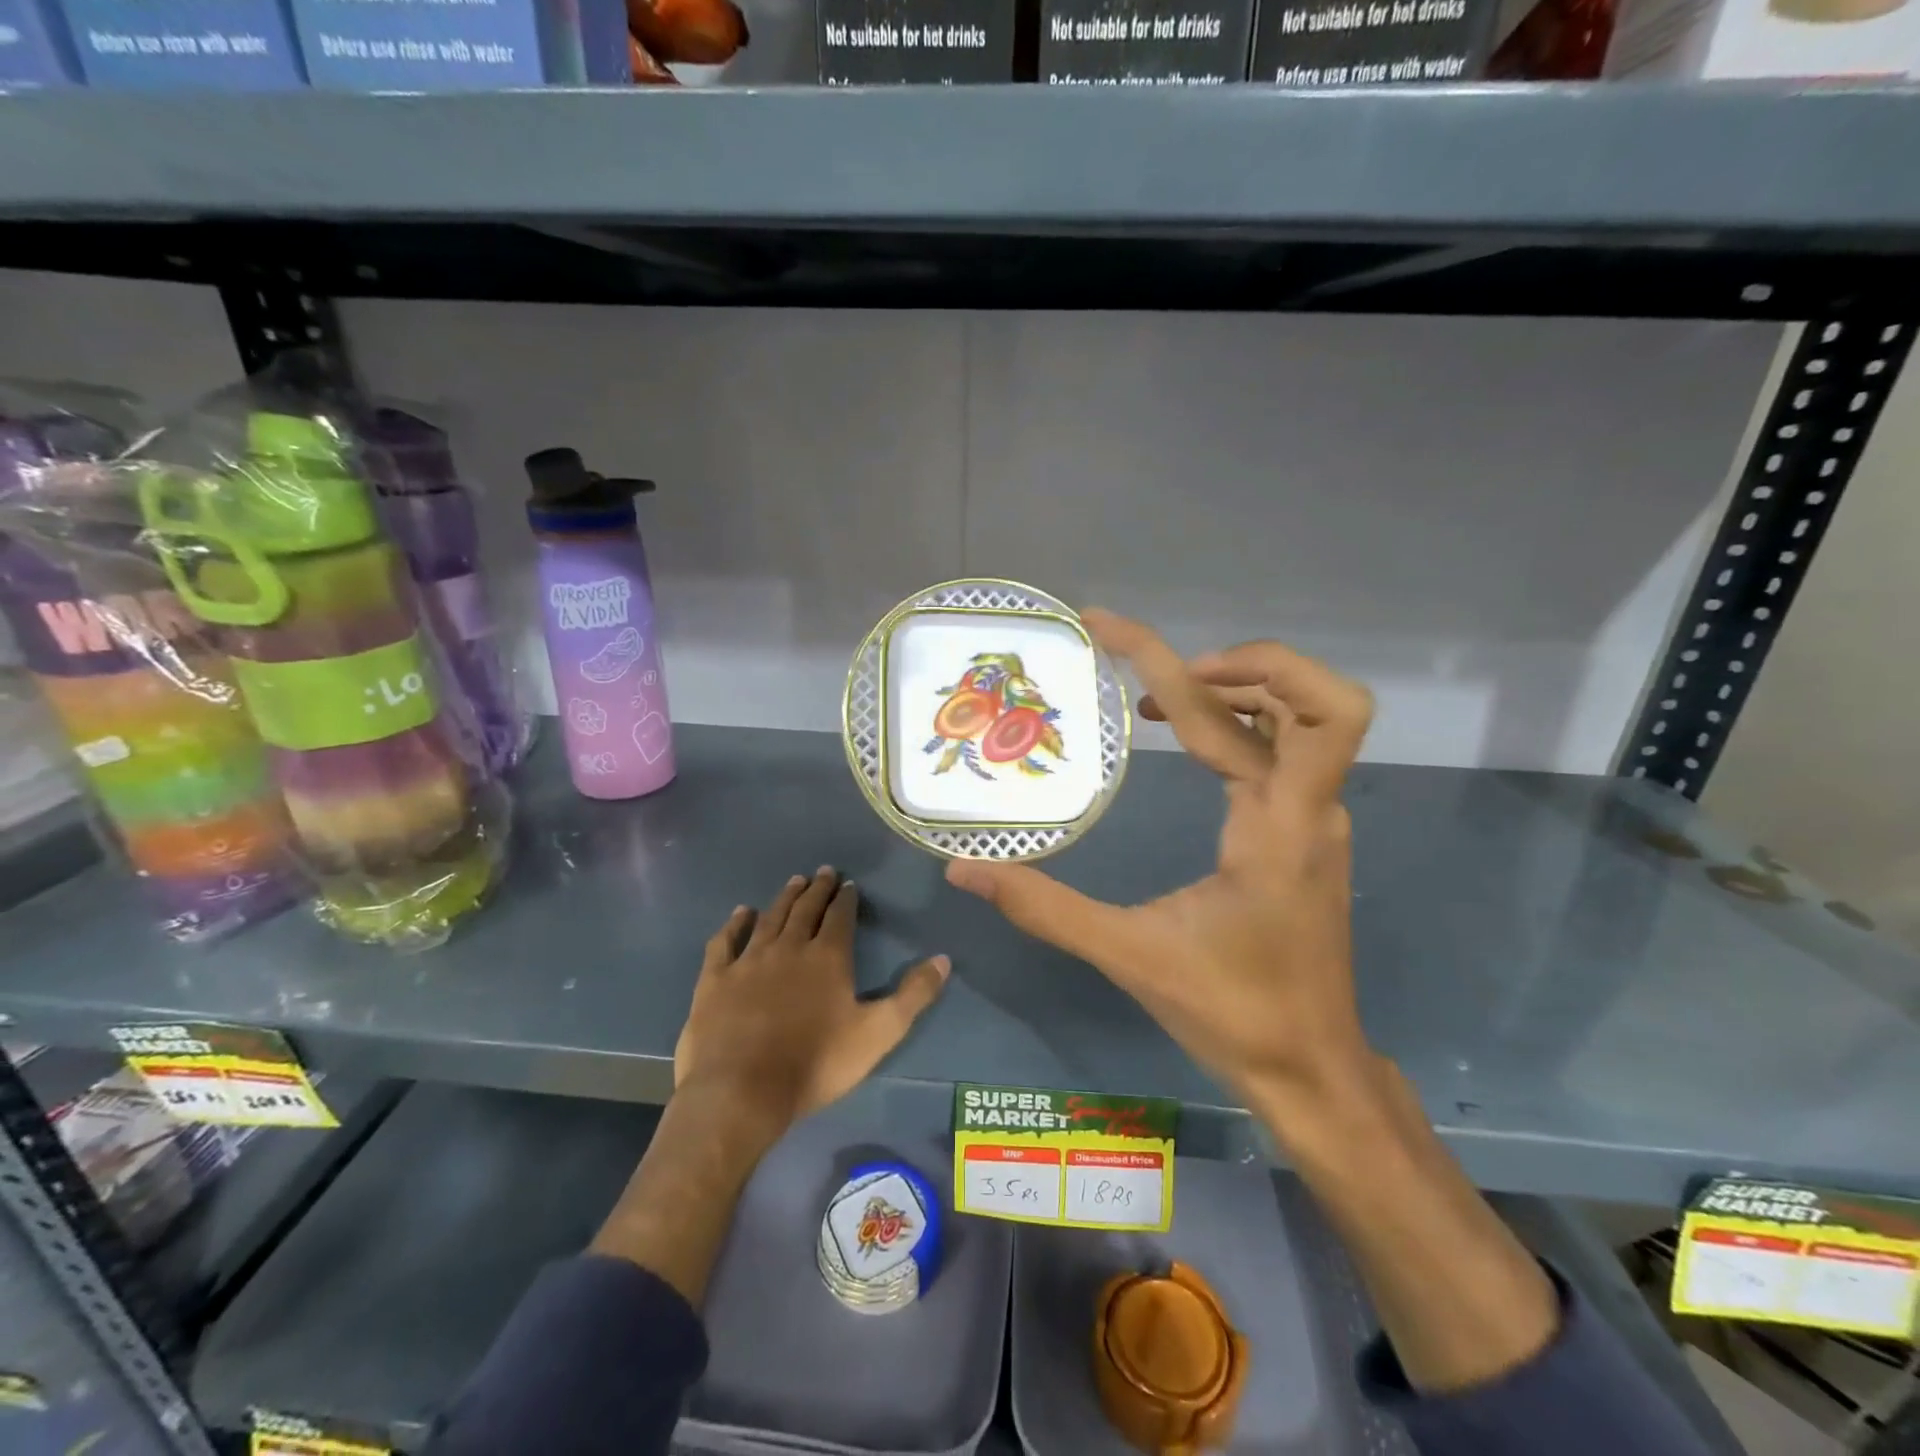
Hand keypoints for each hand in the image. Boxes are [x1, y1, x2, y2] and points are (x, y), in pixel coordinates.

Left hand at [674, 867, 949, 1134]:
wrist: (742, 1093)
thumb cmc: (816, 1064)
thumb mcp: (878, 1033)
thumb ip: (913, 995)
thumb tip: (943, 959)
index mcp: (828, 957)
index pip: (840, 916)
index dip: (846, 898)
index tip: (849, 884)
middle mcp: (789, 947)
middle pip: (806, 909)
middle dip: (817, 889)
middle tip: (824, 871)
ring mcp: (749, 960)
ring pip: (770, 918)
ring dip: (784, 898)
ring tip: (795, 881)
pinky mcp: (716, 979)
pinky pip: (726, 941)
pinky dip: (735, 924)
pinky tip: (741, 913)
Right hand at [945, 610, 1375, 1141]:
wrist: (1312, 1070)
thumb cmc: (1233, 1014)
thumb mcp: (1130, 956)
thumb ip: (1045, 907)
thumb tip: (965, 869)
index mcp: (1278, 826)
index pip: (1254, 711)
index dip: (1182, 655)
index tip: (1110, 631)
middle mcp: (1310, 807)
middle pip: (1307, 697)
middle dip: (1230, 664)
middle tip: (1148, 683)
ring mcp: (1315, 818)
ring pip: (1298, 719)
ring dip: (1235, 690)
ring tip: (1155, 702)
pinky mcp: (1305, 831)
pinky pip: (1281, 751)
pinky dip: (1236, 725)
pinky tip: (1185, 743)